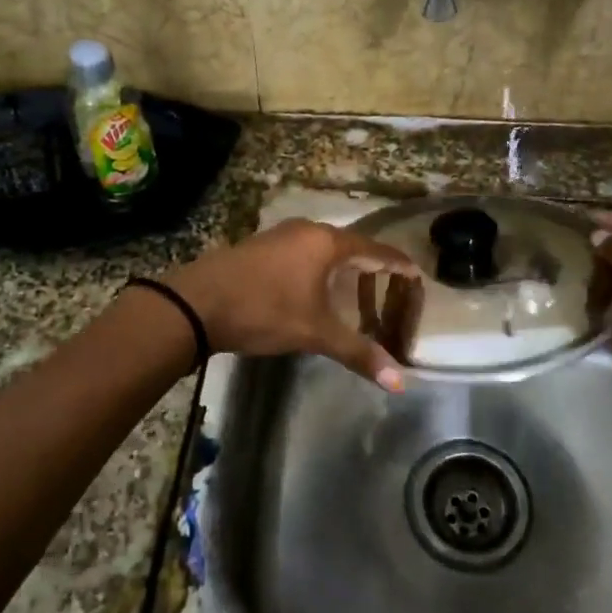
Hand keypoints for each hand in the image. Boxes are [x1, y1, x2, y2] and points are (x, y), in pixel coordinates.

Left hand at [164, 219, 421, 389]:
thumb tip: (400, 382)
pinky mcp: (260, 246)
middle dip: (370, 266)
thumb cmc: (264, 311)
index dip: (396, 264)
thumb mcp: (314, 333)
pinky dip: (318, 267)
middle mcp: (307, 230)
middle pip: (349, 245)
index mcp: (327, 243)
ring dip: (341, 266)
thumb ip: (358, 352)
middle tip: (388, 287)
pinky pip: (302, 251)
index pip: (374, 250)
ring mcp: (280, 235)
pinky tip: (314, 287)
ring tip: (355, 289)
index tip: (415, 274)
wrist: (196, 303)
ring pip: (322, 247)